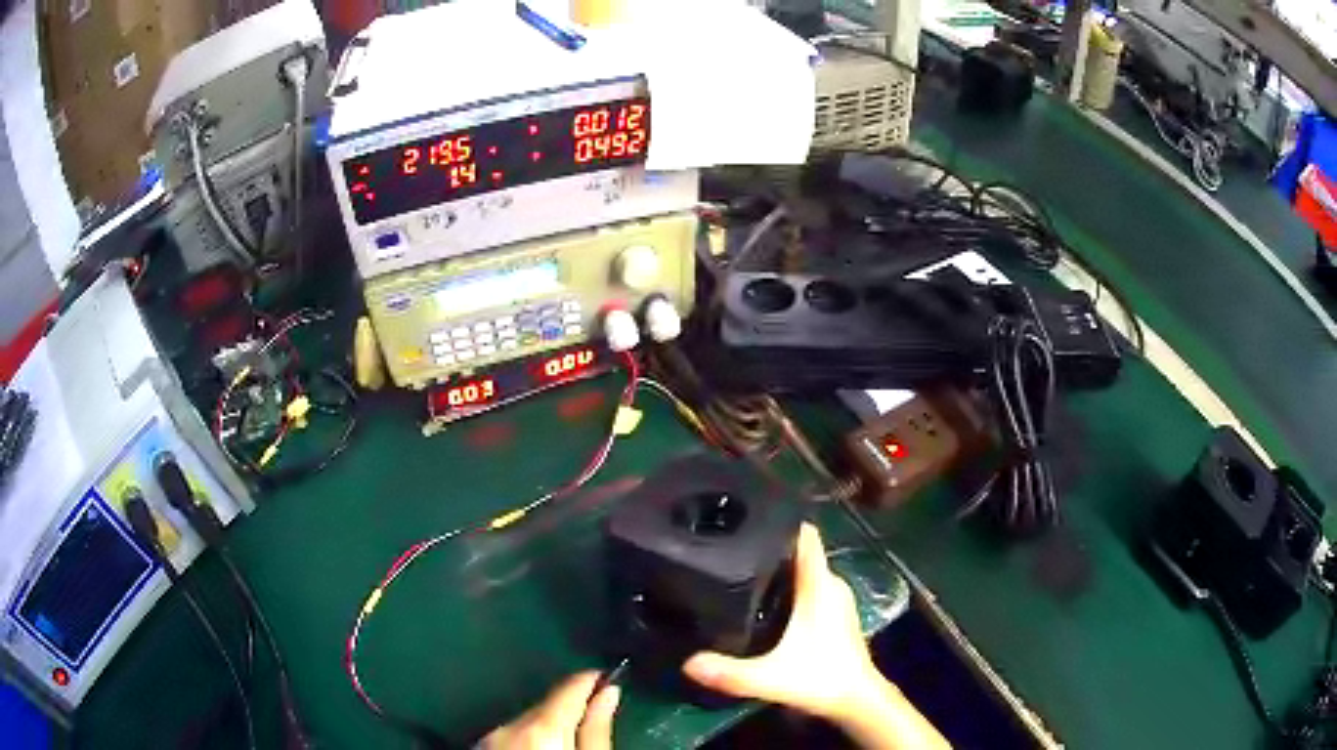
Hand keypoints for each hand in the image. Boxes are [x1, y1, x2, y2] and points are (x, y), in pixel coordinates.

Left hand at [481, 671, 620, 749]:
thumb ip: (597, 729)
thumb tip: (610, 691)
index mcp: (540, 725)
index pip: (569, 687)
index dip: (591, 678)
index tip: (609, 674)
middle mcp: (509, 723)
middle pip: (546, 706)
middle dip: (568, 708)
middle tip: (593, 714)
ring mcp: (488, 735)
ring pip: (526, 720)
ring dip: (546, 725)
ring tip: (566, 740)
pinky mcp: (479, 746)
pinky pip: (509, 734)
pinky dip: (526, 737)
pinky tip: (538, 748)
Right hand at [682, 523, 882, 721]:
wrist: (857, 699)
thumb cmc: (820, 678)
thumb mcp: (770, 677)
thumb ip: (730, 672)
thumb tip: (687, 662)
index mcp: (819, 586)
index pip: (806, 537)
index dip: (782, 521)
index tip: (750, 513)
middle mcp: (831, 584)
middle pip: (801, 552)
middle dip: (770, 546)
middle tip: (732, 546)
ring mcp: (837, 598)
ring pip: (806, 570)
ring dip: (781, 567)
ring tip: (742, 568)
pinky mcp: (837, 613)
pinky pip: (811, 586)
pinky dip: (791, 585)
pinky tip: (766, 599)